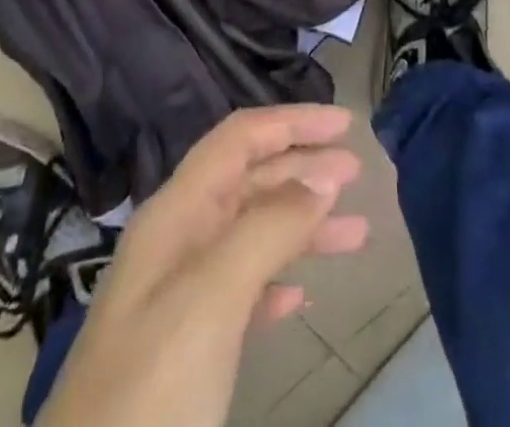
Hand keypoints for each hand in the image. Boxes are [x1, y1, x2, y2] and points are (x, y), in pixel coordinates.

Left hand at [36, 105, 368, 426]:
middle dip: (302, 168)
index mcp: (175, 213)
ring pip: (251, 234)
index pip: (238, 140)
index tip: (344, 123)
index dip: (291, 122)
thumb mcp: (211, 299)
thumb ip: (266, 229)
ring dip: (301, 225)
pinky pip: (242, 289)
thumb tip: (320, 176)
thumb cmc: (151, 387)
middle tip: (358, 172)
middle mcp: (177, 240)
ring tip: (355, 232)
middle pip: (248, 180)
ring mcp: (178, 294)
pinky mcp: (187, 346)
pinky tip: (301, 296)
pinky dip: (277, 279)